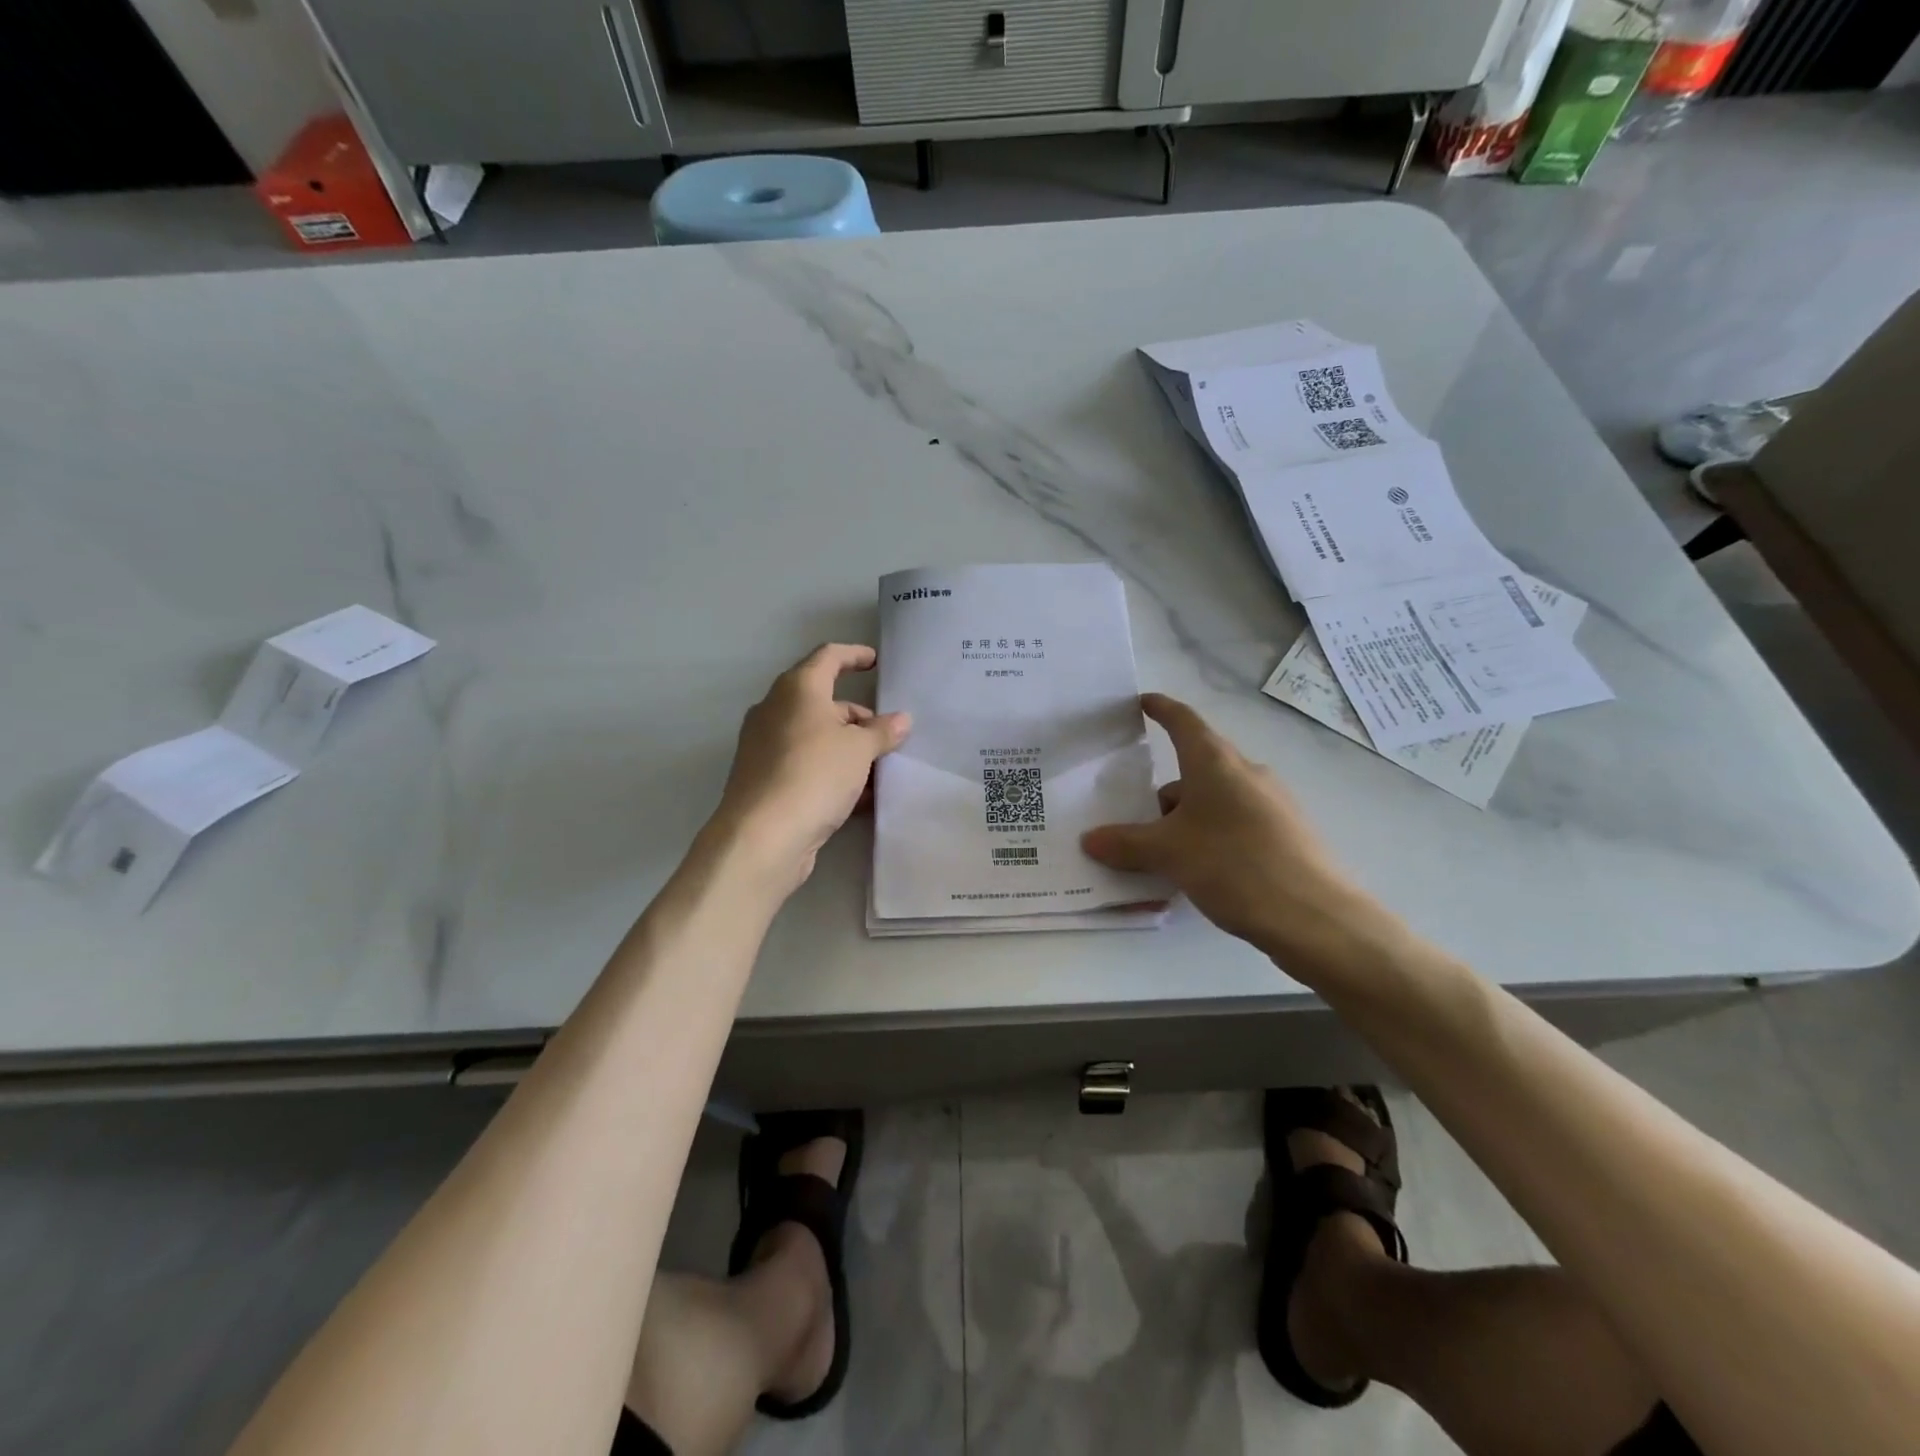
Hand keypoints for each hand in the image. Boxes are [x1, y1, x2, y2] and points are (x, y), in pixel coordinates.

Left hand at [711, 643, 910, 890]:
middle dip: (858, 717)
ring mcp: (766, 747)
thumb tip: (901, 720)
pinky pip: (806, 766)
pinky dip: (832, 773)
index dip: (854, 655)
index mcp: (796, 690)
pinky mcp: (765, 780)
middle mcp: (776, 711)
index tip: (876, 662)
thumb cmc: (813, 775)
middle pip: (823, 702)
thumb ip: (882, 732)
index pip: (828, 657)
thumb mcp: (859, 750)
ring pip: (816, 738)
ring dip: (848, 749)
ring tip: (880, 770)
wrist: (761, 837)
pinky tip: (859, 798)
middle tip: (888, 736)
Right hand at [1081, 694, 1405, 983]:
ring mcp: (1272, 804)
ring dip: (1186, 821)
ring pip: (1215, 801)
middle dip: (1164, 795)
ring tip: (1165, 860)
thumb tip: (1090, 840)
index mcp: (1216, 763)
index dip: (1160, 709)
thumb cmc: (1235, 866)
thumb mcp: (1169, 854)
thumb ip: (1126, 843)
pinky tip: (1202, 874)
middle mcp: (1246, 773)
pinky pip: (1235, 824)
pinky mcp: (1286, 834)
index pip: (1183, 721)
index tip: (1140, 702)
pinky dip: (1211, 838)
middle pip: (1195, 769)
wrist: (1317, 918)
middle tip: (1135, 823)